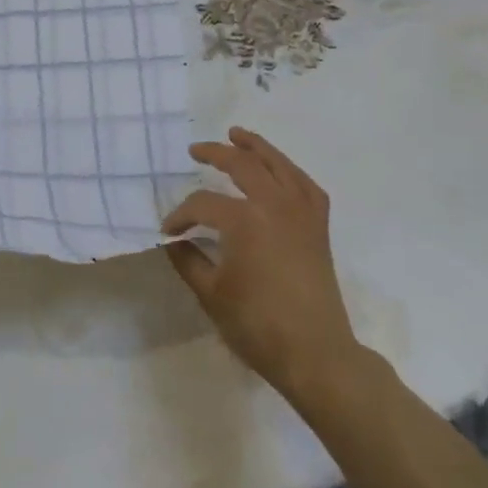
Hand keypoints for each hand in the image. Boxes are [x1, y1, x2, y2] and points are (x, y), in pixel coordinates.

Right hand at [163, 128, 360, 403]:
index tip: (168, 231)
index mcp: (245, 220)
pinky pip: (307, 186)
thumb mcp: (211, 294)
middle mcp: (275, 205)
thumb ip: (188, 260)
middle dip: (216, 154)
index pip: (203, 205)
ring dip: (257, 147)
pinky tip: (280, 170)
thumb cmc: (257, 325)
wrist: (315, 353)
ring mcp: (302, 213)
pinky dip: (291, 172)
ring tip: (237, 135)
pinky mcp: (319, 227)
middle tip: (196, 150)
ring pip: (279, 165)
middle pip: (243, 166)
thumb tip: (173, 241)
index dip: (181, 215)